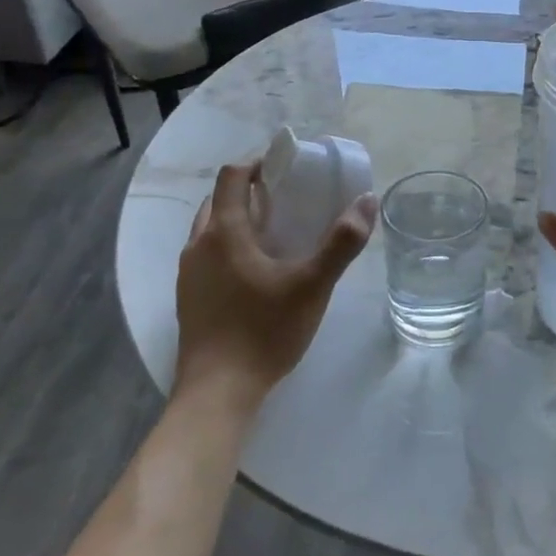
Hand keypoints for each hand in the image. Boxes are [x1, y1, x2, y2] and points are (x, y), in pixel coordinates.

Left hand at [174, 162, 375, 409]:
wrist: (218, 391)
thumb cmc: (265, 330)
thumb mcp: (314, 284)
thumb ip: (342, 242)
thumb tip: (367, 201)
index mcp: (224, 232)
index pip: (232, 177)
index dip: (258, 163)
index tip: (287, 166)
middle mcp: (198, 246)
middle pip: (219, 201)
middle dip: (250, 191)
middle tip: (288, 199)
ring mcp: (189, 274)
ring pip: (210, 229)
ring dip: (238, 220)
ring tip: (276, 232)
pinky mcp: (189, 298)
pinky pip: (208, 256)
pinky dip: (230, 247)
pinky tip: (258, 271)